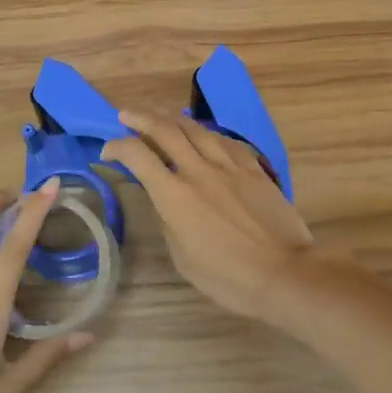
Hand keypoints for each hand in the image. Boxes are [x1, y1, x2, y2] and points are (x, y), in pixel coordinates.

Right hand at [102, 109, 315, 324]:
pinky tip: (205, 135)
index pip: (138, 156)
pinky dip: (209, 134)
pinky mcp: (254, 169)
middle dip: (140, 118)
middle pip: (165, 130)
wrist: (282, 273)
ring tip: (161, 117)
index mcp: (174, 196)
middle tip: (125, 115)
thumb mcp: (182, 258)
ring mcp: (229, 167)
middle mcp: (199, 171)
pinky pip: (227, 141)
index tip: (108, 151)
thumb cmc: (227, 277)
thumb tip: (163, 202)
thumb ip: (168, 223)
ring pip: (197, 129)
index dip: (117, 146)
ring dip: (173, 119)